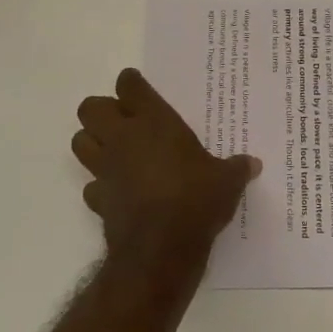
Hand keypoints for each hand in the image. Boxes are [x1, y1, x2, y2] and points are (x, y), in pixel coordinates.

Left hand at [71, 68, 258, 277]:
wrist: (161, 248)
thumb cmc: (196, 199)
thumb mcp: (227, 181)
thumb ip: (236, 168)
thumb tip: (253, 164)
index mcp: (154, 121)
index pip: (129, 86)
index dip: (131, 83)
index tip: (137, 86)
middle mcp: (124, 138)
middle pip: (90, 108)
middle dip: (101, 110)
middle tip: (123, 120)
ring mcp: (106, 169)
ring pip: (79, 142)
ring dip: (92, 142)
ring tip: (114, 149)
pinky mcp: (98, 200)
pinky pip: (91, 185)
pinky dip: (100, 185)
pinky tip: (118, 191)